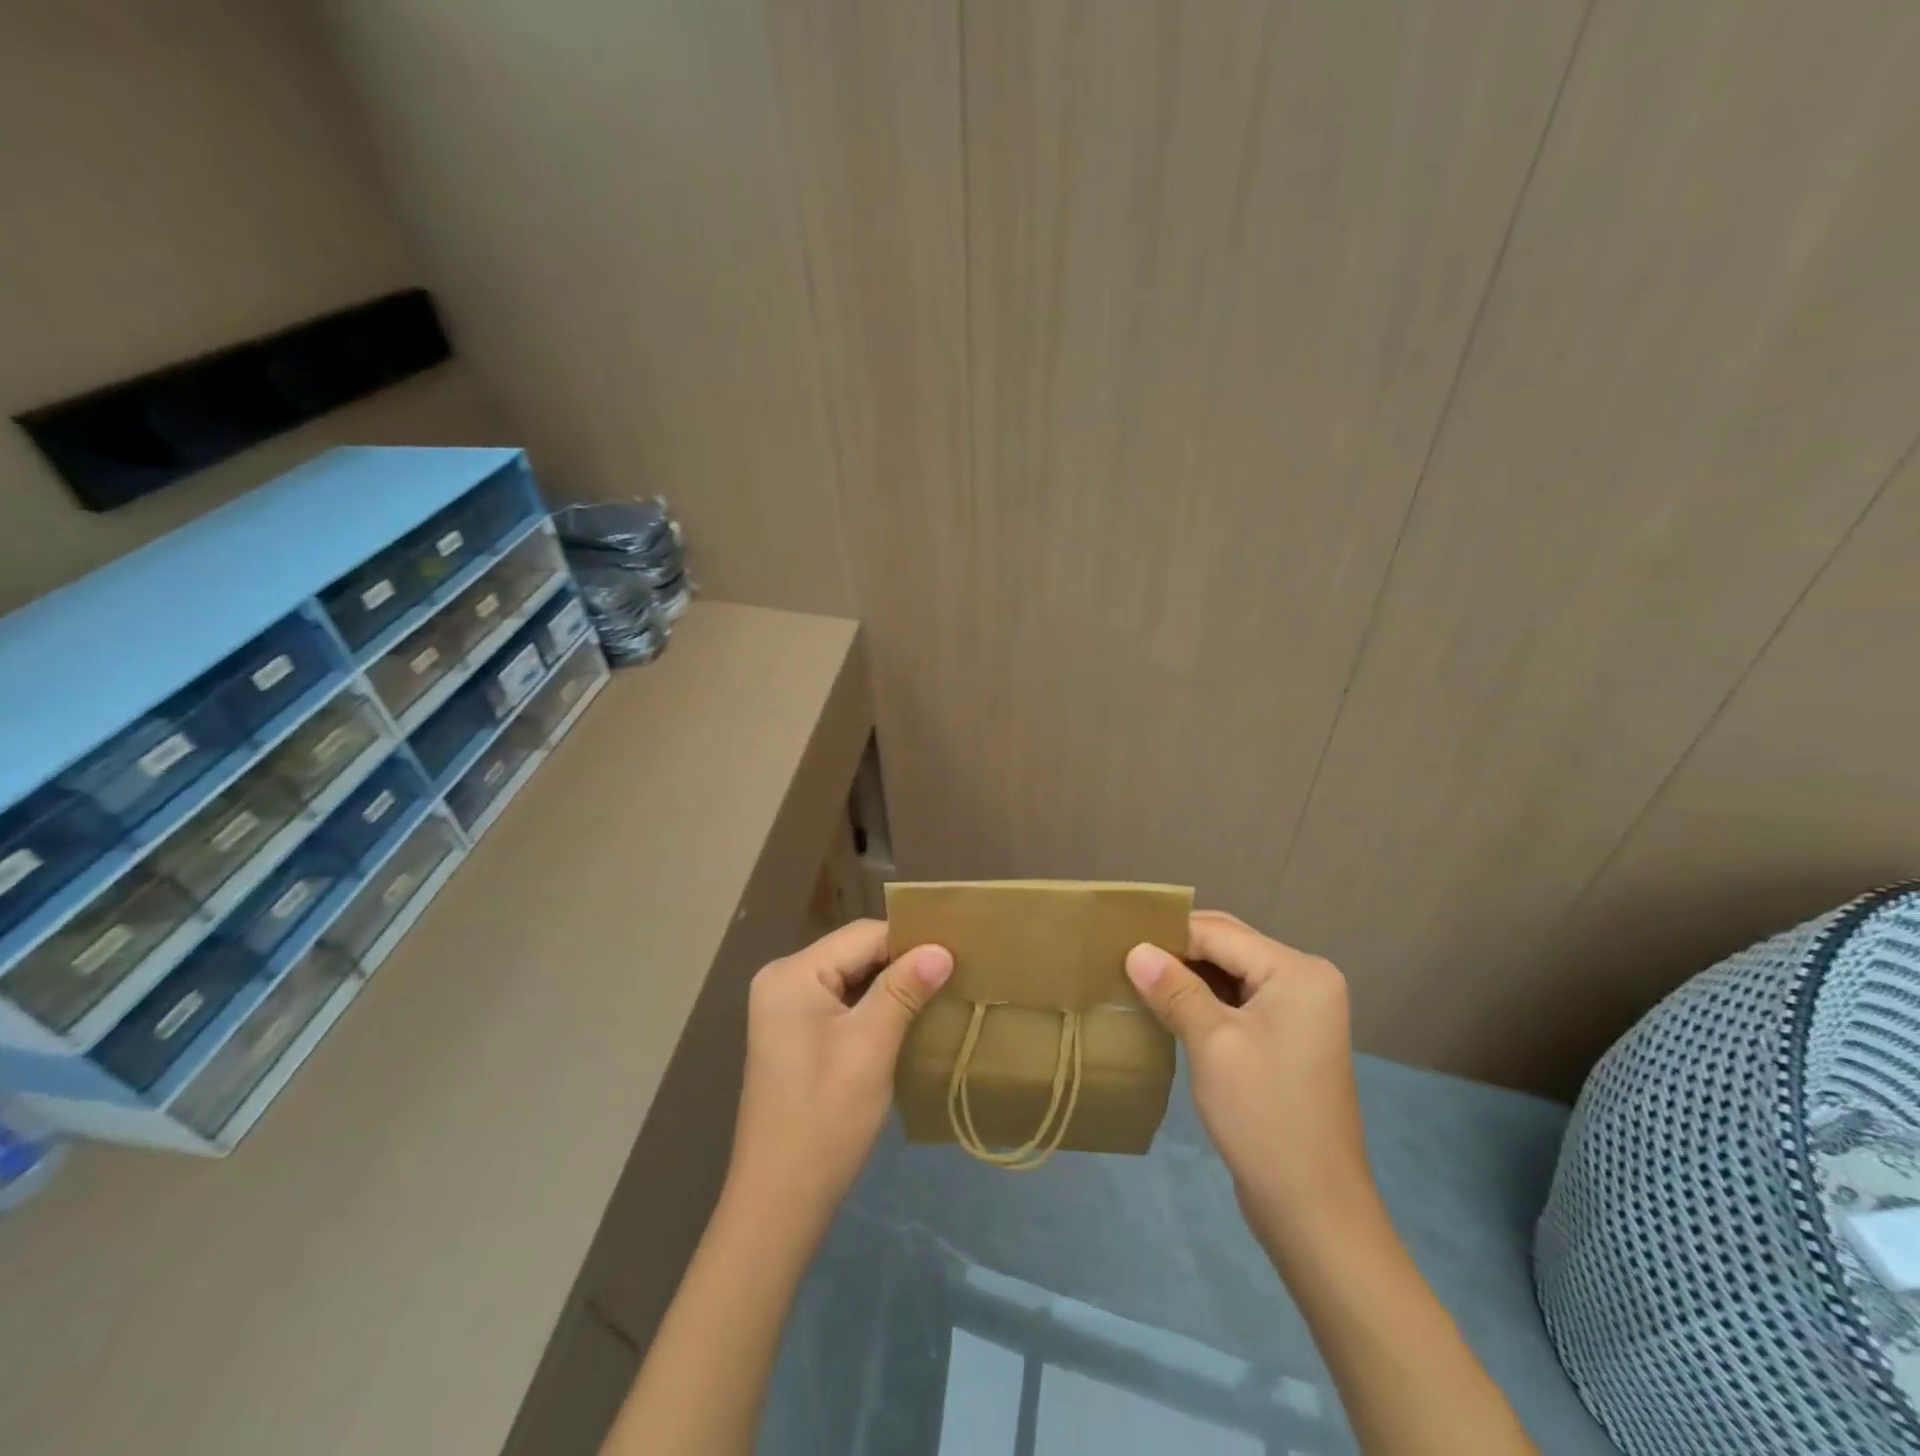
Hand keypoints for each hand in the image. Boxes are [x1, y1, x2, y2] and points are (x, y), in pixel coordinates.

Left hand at [726, 920, 951, 1228]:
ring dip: (892, 987)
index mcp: (793, 974)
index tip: (957, 955)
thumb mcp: (871, 1046)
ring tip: (939, 994)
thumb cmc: (825, 1118)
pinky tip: (907, 1020)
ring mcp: (786, 1009)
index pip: (863, 936)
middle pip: (856, 954)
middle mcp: (783, 980)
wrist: (779, 1202)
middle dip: (902, 965)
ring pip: (852, 979)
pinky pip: (842, 1003)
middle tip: (954, 974)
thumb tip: (942, 949)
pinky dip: (874, 1008)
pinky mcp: (795, 1035)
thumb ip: (904, 989)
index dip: (910, 942)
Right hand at [1125, 910, 1375, 1247]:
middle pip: (1228, 947)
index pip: (1219, 933)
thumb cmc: (1264, 1116)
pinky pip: (1238, 1002)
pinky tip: (1167, 1007)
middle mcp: (1305, 980)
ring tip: (1135, 977)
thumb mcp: (1212, 1043)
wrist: (1314, 1210)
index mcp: (1297, 971)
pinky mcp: (1287, 1039)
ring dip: (1186, 975)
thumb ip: (1174, 989)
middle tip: (1122, 956)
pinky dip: (1203, 1000)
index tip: (1117, 939)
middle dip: (1176, 950)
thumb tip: (1135, 950)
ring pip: (1230, 974)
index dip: (1167, 933)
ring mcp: (1299, 1011)